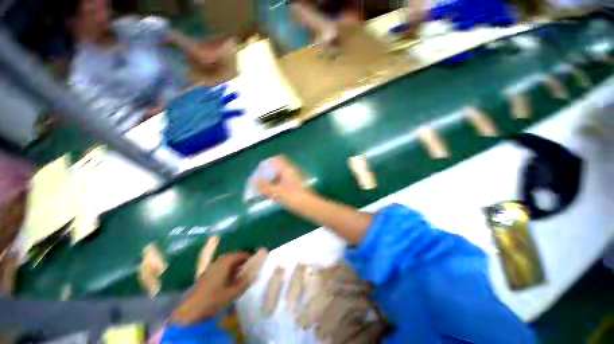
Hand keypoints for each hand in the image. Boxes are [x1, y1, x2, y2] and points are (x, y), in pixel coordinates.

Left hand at [170, 253, 249, 324]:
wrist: (192, 309)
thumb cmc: (214, 299)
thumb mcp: (232, 293)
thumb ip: (244, 283)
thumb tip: (252, 275)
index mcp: (225, 262)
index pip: (240, 254)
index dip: (247, 256)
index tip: (254, 259)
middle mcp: (218, 261)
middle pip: (232, 256)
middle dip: (240, 259)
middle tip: (247, 265)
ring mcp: (211, 267)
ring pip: (225, 261)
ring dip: (233, 264)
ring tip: (239, 271)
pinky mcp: (206, 274)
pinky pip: (220, 266)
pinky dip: (226, 269)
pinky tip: (228, 278)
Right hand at [256, 156, 312, 204]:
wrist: (309, 206)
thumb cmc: (293, 197)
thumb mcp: (277, 192)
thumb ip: (265, 186)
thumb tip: (255, 180)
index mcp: (288, 169)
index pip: (276, 159)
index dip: (267, 163)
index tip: (259, 170)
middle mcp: (292, 171)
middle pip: (277, 168)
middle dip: (267, 173)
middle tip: (259, 181)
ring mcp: (295, 178)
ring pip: (280, 175)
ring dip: (271, 180)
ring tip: (263, 189)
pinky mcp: (296, 186)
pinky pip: (283, 182)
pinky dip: (276, 186)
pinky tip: (272, 194)